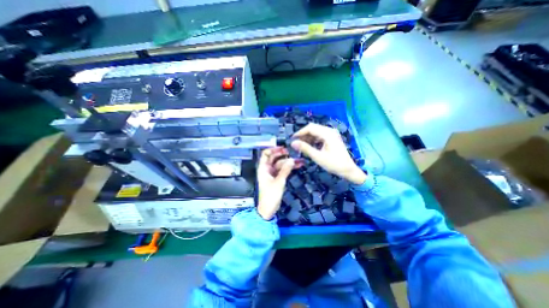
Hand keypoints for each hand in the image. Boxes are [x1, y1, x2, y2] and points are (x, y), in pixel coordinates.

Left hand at [256, 149, 295, 219]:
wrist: (268, 209)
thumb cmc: (270, 196)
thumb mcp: (279, 182)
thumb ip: (285, 170)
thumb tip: (292, 160)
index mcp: (263, 168)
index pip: (266, 154)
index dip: (273, 149)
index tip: (283, 148)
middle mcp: (267, 169)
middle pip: (274, 158)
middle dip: (283, 155)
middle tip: (292, 153)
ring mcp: (272, 174)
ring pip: (280, 164)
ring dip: (288, 162)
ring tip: (299, 160)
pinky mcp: (277, 178)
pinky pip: (282, 170)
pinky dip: (288, 168)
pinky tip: (296, 166)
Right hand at [289, 123, 365, 184]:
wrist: (348, 169)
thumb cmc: (334, 164)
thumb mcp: (318, 157)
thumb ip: (305, 148)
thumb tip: (293, 143)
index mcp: (327, 133)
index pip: (310, 128)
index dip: (300, 132)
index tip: (292, 139)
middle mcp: (330, 131)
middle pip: (313, 128)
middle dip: (303, 135)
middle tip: (296, 143)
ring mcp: (331, 134)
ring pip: (316, 131)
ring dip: (307, 137)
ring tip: (301, 146)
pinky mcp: (332, 138)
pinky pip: (319, 135)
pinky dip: (313, 139)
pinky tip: (309, 146)